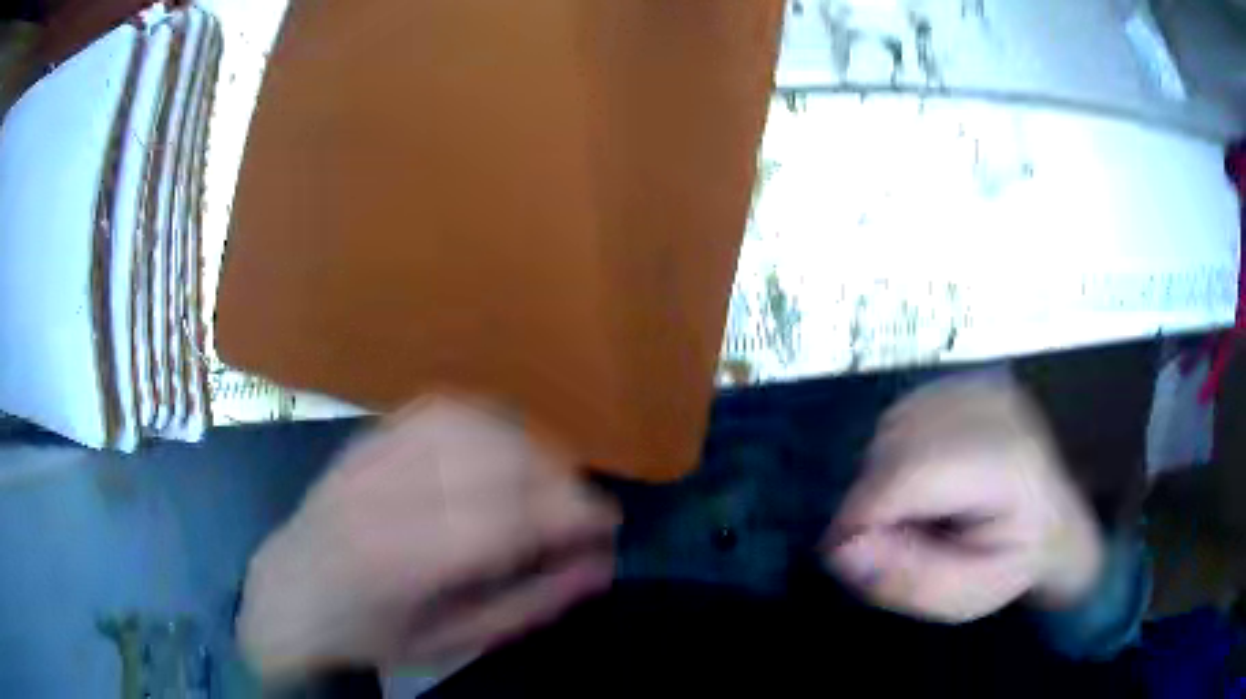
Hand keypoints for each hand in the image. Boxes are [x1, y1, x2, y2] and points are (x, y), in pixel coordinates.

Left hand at [238, 397, 617, 681]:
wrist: (290, 593)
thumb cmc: (373, 633)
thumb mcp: (452, 643)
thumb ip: (529, 605)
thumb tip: (600, 567)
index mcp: (405, 562)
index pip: (508, 521)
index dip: (571, 513)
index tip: (608, 523)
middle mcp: (388, 494)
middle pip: (494, 460)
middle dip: (557, 477)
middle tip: (580, 506)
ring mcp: (374, 454)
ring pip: (472, 423)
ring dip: (526, 444)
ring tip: (548, 476)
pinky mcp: (369, 435)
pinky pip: (441, 409)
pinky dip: (487, 421)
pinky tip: (503, 445)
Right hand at [823, 375, 1103, 623]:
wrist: (1052, 522)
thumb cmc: (1010, 564)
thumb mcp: (962, 597)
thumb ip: (907, 580)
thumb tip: (841, 548)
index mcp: (1007, 463)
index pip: (910, 474)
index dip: (863, 513)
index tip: (845, 552)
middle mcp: (996, 408)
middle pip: (895, 443)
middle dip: (872, 498)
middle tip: (890, 539)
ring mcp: (982, 386)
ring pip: (891, 425)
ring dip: (881, 474)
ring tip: (913, 510)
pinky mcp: (968, 382)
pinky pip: (901, 413)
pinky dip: (893, 451)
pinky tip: (921, 478)